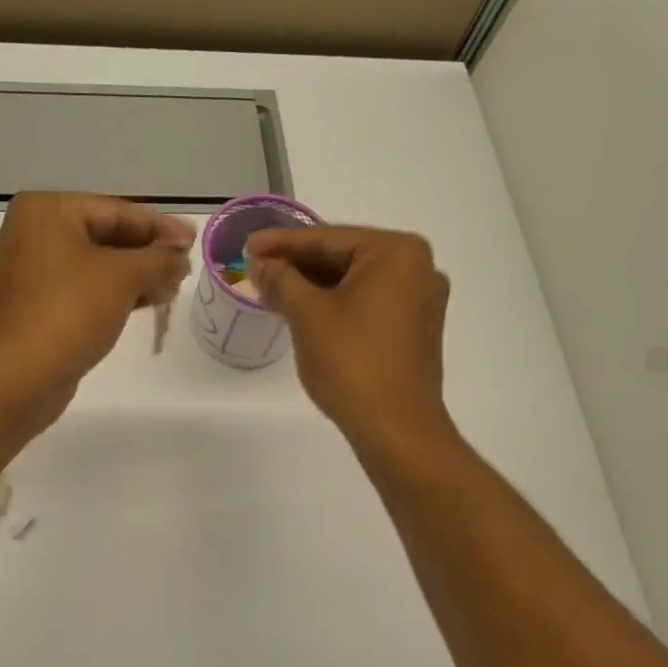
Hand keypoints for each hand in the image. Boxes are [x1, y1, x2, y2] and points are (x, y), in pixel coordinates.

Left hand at [0, 193, 194, 417]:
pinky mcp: (33, 306)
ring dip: (135, 275)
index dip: (159, 226)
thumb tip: (180, 256)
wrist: (20, 374)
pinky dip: (113, 293)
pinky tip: (146, 302)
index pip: (115, 211)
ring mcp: (28, 272)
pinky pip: (81, 288)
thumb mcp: (124, 277)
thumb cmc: (71, 310)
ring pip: (93, 265)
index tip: (193, 239)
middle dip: (147, 253)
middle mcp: (30, 234)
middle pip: (103, 236)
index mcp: (45, 211)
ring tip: (173, 287)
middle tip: (185, 266)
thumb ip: (159, 259)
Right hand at [246, 226, 452, 455]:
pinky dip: (334, 303)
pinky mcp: (414, 329)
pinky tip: (302, 310)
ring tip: (271, 289)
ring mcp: (420, 301)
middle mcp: (418, 268)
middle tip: (255, 268)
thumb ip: (281, 280)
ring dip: (313, 285)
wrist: (396, 428)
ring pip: (354, 281)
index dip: (281, 243)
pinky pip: (367, 303)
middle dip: (297, 264)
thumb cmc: (352, 362)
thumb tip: (260, 264)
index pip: (328, 238)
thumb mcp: (307, 315)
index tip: (247, 246)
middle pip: (344, 256)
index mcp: (397, 252)